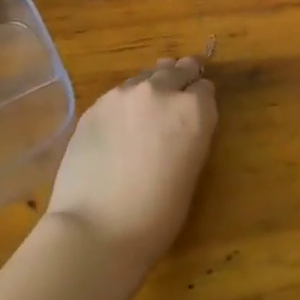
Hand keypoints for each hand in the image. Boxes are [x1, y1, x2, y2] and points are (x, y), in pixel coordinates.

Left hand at [45, 57, 217, 277]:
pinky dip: (125, 104)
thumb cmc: (157, 215)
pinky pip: (118, 95)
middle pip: (176, 70)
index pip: (204, 88)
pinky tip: (119, 127)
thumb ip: (190, 134)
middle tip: (177, 95)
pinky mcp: (95, 105)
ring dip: (151, 88)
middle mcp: (160, 91)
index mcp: (193, 110)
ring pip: (145, 77)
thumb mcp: (191, 171)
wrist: (97, 229)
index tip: (197, 110)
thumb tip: (180, 123)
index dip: (201, 99)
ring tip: (146, 112)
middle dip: (180, 80)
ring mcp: (123, 94)